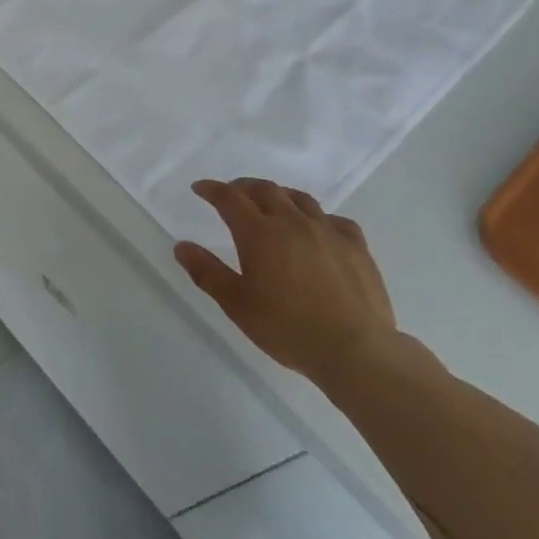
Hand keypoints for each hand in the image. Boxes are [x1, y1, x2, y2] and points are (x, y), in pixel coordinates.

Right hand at [174, 179, 397, 388]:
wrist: (356, 351)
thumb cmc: (288, 329)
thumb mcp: (237, 305)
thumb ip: (207, 272)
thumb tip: (181, 246)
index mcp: (259, 233)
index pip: (229, 198)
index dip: (212, 189)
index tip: (200, 188)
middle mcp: (292, 222)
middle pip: (265, 189)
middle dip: (244, 187)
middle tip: (233, 193)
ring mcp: (327, 232)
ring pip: (300, 199)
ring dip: (280, 195)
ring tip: (273, 204)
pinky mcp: (356, 247)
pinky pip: (335, 220)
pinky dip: (319, 218)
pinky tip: (319, 230)